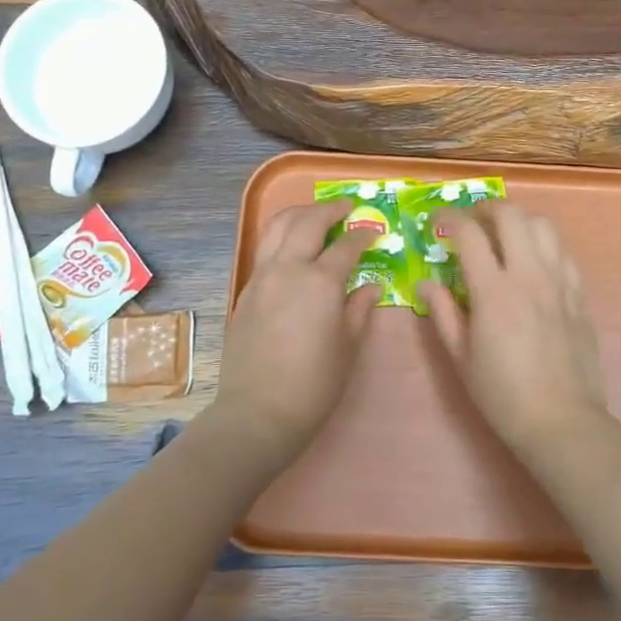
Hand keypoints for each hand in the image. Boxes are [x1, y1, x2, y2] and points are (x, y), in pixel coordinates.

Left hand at [210, 199, 380, 470]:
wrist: (258, 411)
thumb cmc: (314, 384)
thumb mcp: (348, 346)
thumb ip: (360, 308)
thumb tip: (370, 286)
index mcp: (321, 281)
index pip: (347, 245)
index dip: (364, 235)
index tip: (374, 232)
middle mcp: (289, 268)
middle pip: (308, 221)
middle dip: (330, 209)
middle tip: (347, 208)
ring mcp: (262, 276)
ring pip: (278, 226)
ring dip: (300, 213)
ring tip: (316, 215)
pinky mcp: (246, 289)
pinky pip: (265, 247)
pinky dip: (282, 234)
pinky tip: (293, 245)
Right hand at [418, 200, 608, 455]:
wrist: (561, 420)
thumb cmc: (502, 394)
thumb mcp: (461, 358)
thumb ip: (443, 313)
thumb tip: (426, 284)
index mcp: (494, 291)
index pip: (469, 233)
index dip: (449, 218)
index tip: (437, 221)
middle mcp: (529, 275)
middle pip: (511, 215)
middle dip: (486, 208)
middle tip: (471, 223)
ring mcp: (559, 282)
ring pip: (543, 225)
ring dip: (519, 221)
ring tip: (504, 237)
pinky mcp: (579, 294)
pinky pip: (563, 252)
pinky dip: (544, 245)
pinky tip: (534, 264)